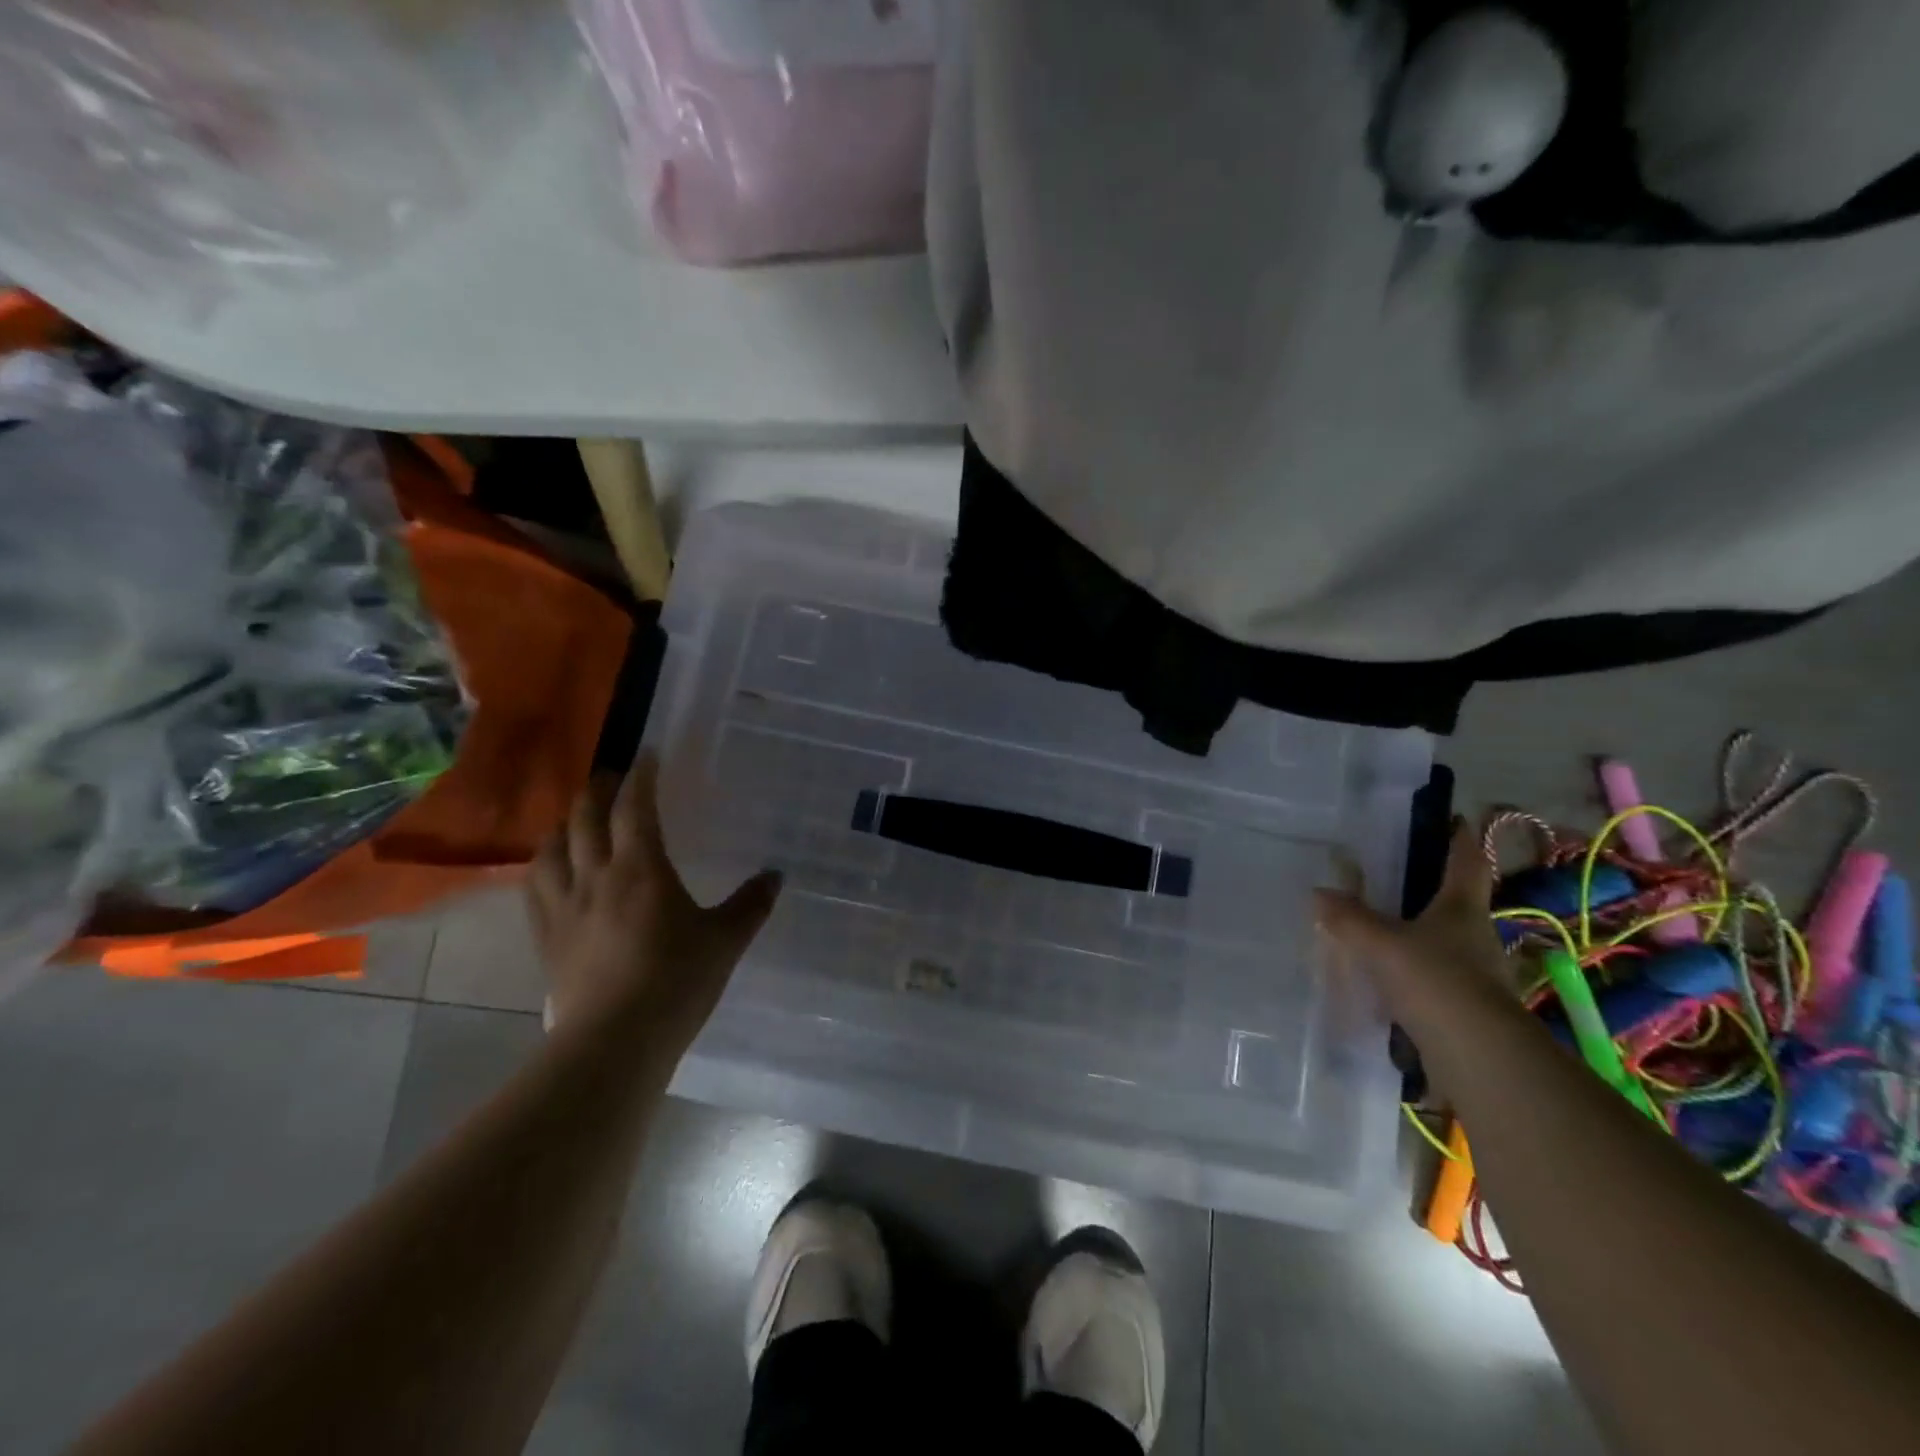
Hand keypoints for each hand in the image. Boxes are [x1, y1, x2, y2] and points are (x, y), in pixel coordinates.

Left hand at [528, 756, 781, 1052]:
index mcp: (642, 869)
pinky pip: (536, 887)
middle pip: (586, 818)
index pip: (635, 808)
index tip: (648, 755)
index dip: (642, 777)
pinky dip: (543, 864)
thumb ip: (750, 904)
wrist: (615, 1041)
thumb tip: (776, 875)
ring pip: (553, 848)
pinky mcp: (547, 937)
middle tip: (612, 776)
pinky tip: (550, 867)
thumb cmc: (676, 982)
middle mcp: (597, 876)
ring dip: (565, 823)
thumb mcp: (725, 941)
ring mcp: (565, 906)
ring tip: (577, 817)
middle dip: (599, 790)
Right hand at [1313, 819, 1514, 1023]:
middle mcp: (1476, 935)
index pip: (1466, 862)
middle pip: (1456, 903)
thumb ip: (1348, 917)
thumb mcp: (1380, 942)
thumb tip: (1319, 893)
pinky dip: (1413, 974)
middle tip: (1396, 878)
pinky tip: (1385, 979)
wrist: (1476, 1055)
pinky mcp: (1466, 1008)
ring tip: (1381, 931)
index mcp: (1462, 908)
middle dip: (1431, 890)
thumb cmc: (1434, 979)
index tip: (1454, 818)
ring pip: (1444, 943)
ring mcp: (1476, 974)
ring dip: (1419, 935)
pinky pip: (1434, 978)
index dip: (1459, 839)